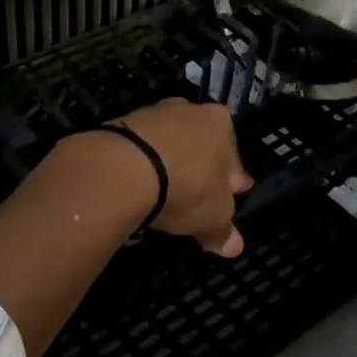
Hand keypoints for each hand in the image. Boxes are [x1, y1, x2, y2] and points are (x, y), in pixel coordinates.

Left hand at [116, 98, 253, 257]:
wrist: (124, 168)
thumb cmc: (185, 188)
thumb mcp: (213, 218)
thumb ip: (224, 231)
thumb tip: (234, 246)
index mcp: (220, 124)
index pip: (233, 157)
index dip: (232, 182)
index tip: (229, 197)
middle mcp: (189, 109)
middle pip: (200, 144)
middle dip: (200, 167)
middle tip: (196, 194)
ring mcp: (154, 112)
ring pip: (169, 143)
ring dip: (169, 163)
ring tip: (162, 191)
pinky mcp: (122, 123)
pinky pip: (141, 147)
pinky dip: (142, 163)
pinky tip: (138, 184)